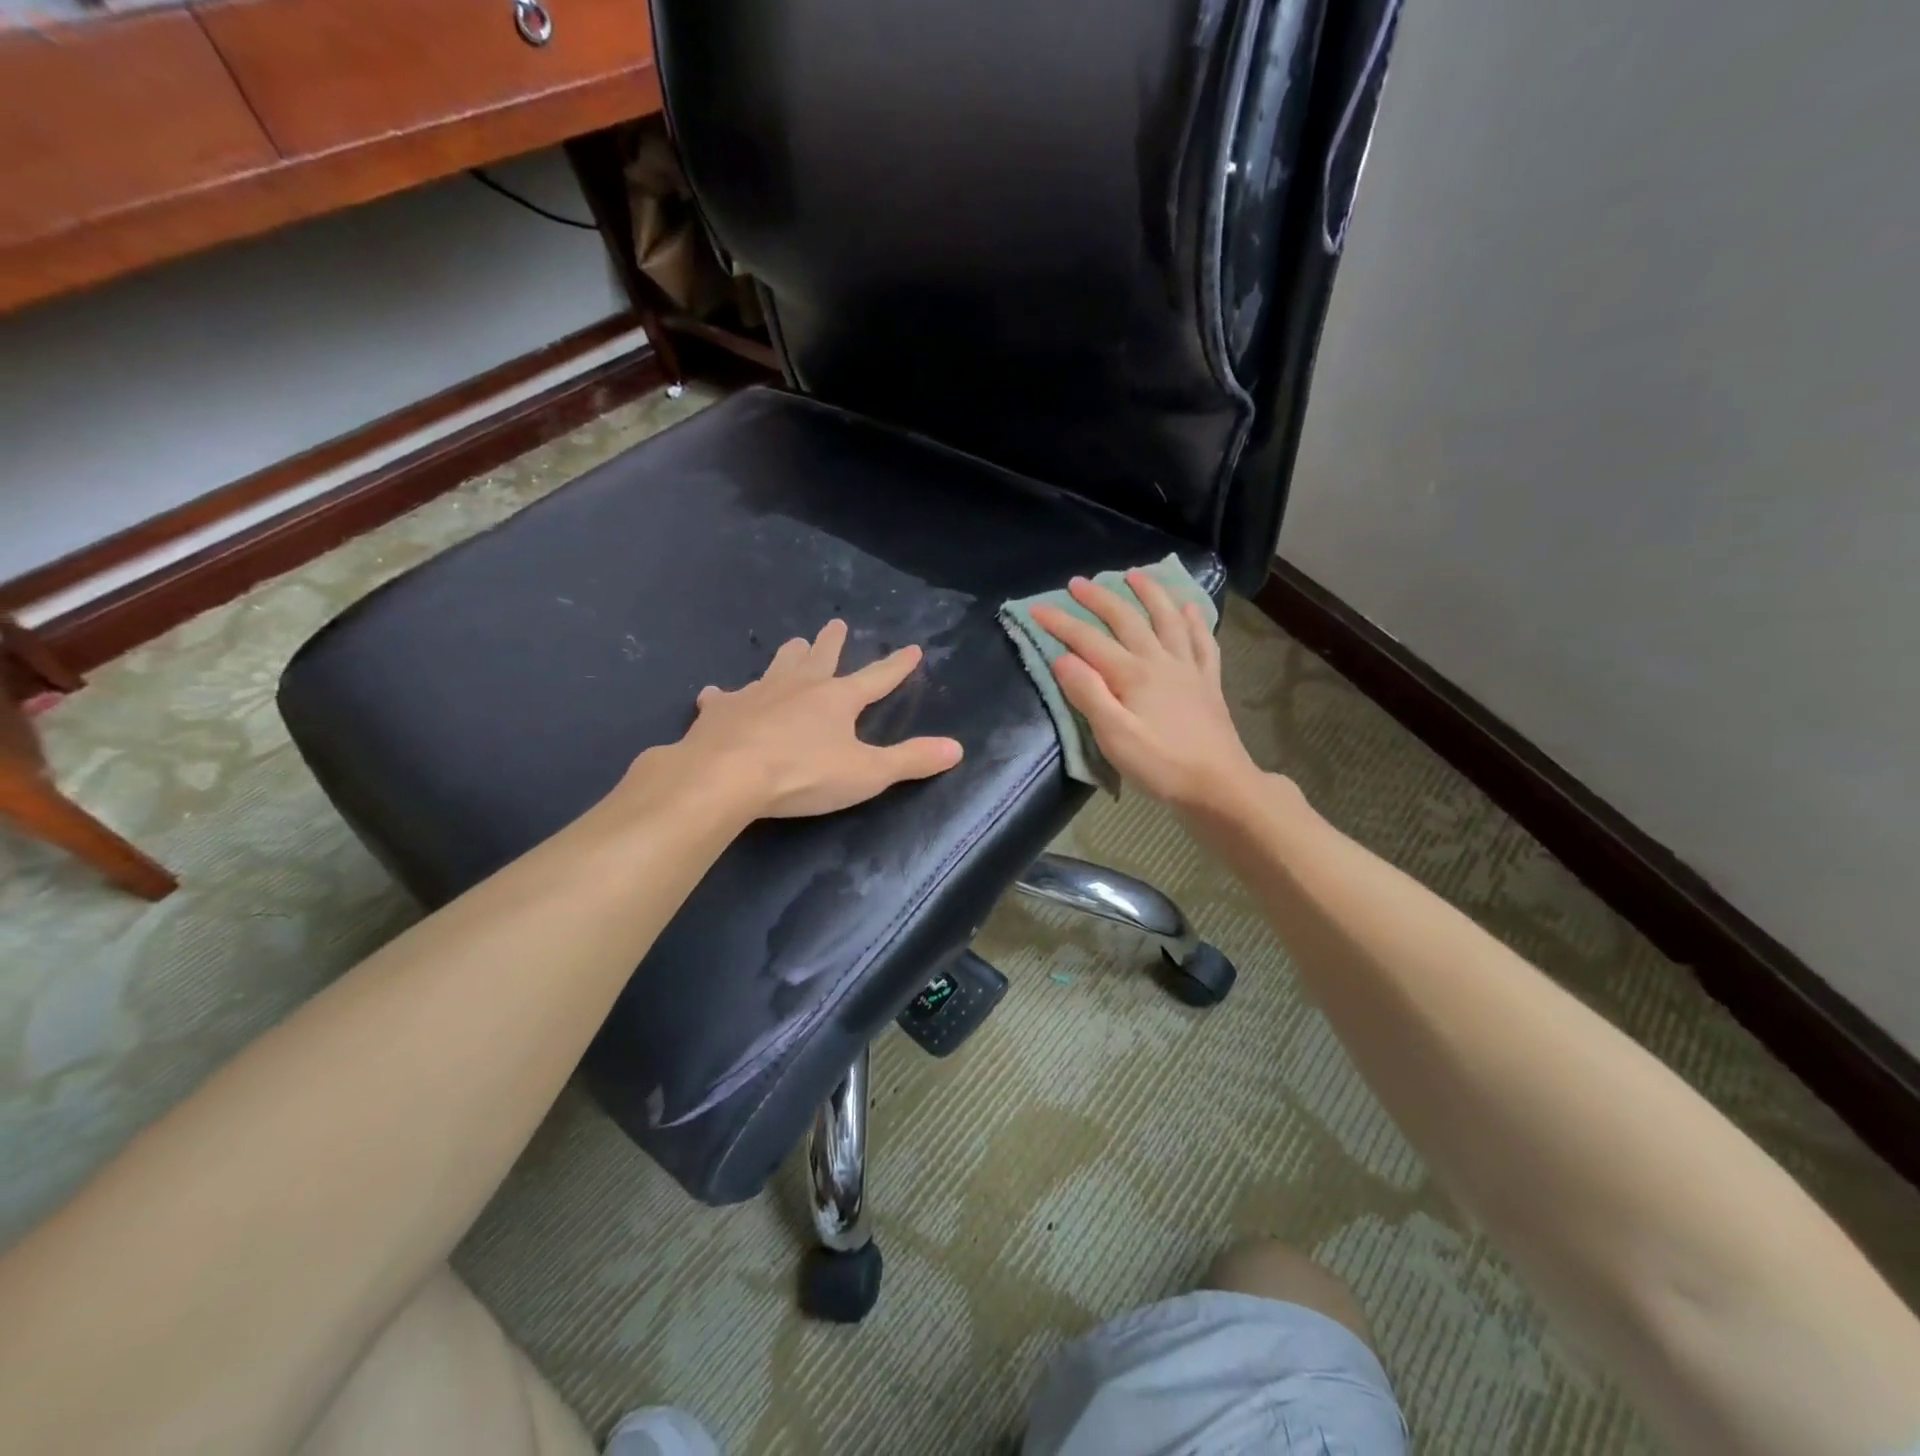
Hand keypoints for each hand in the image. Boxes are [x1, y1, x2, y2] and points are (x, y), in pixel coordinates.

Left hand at [668, 619, 962, 818]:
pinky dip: (723, 697)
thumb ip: (911, 760)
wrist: (726, 776)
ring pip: (775, 666)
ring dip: (787, 656)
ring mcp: (755, 694)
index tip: (912, 649)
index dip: (897, 666)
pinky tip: (715, 695)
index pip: (877, 678)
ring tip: (792, 645)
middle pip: (819, 658)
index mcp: (837, 699)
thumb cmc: (803, 774)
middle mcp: (798, 687)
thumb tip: (957, 748)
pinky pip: (723, 698)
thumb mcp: (867, 773)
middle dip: (831, 642)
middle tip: (836, 623)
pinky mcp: (719, 711)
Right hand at [1031, 574, 1261, 813]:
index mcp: (1132, 674)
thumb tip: (1062, 657)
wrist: (1219, 785)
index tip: (1037, 608)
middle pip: (1127, 620)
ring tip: (1136, 576)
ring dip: (1150, 594)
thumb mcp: (1114, 736)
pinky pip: (1203, 642)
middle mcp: (1160, 661)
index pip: (1088, 641)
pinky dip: (1195, 621)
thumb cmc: (1160, 765)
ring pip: (1168, 620)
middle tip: (1077, 583)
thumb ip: (1088, 693)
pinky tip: (1190, 609)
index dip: (1061, 623)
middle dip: (1099, 599)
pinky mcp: (1208, 683)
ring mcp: (1188, 669)